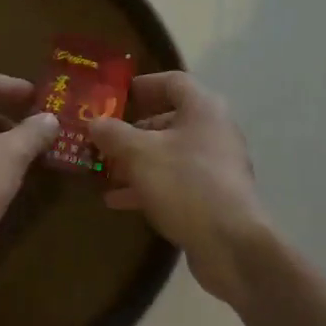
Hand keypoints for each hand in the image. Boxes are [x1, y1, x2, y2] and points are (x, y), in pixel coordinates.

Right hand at [90, 73, 269, 306]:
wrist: (231, 244)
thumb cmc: (185, 184)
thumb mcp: (140, 155)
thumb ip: (114, 135)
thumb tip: (95, 122)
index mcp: (203, 109)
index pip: (172, 82)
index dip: (143, 85)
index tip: (115, 97)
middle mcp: (213, 132)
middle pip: (169, 120)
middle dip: (133, 131)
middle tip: (103, 140)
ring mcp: (215, 167)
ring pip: (169, 155)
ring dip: (136, 162)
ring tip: (104, 172)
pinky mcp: (212, 197)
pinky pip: (175, 182)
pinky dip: (148, 186)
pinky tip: (118, 200)